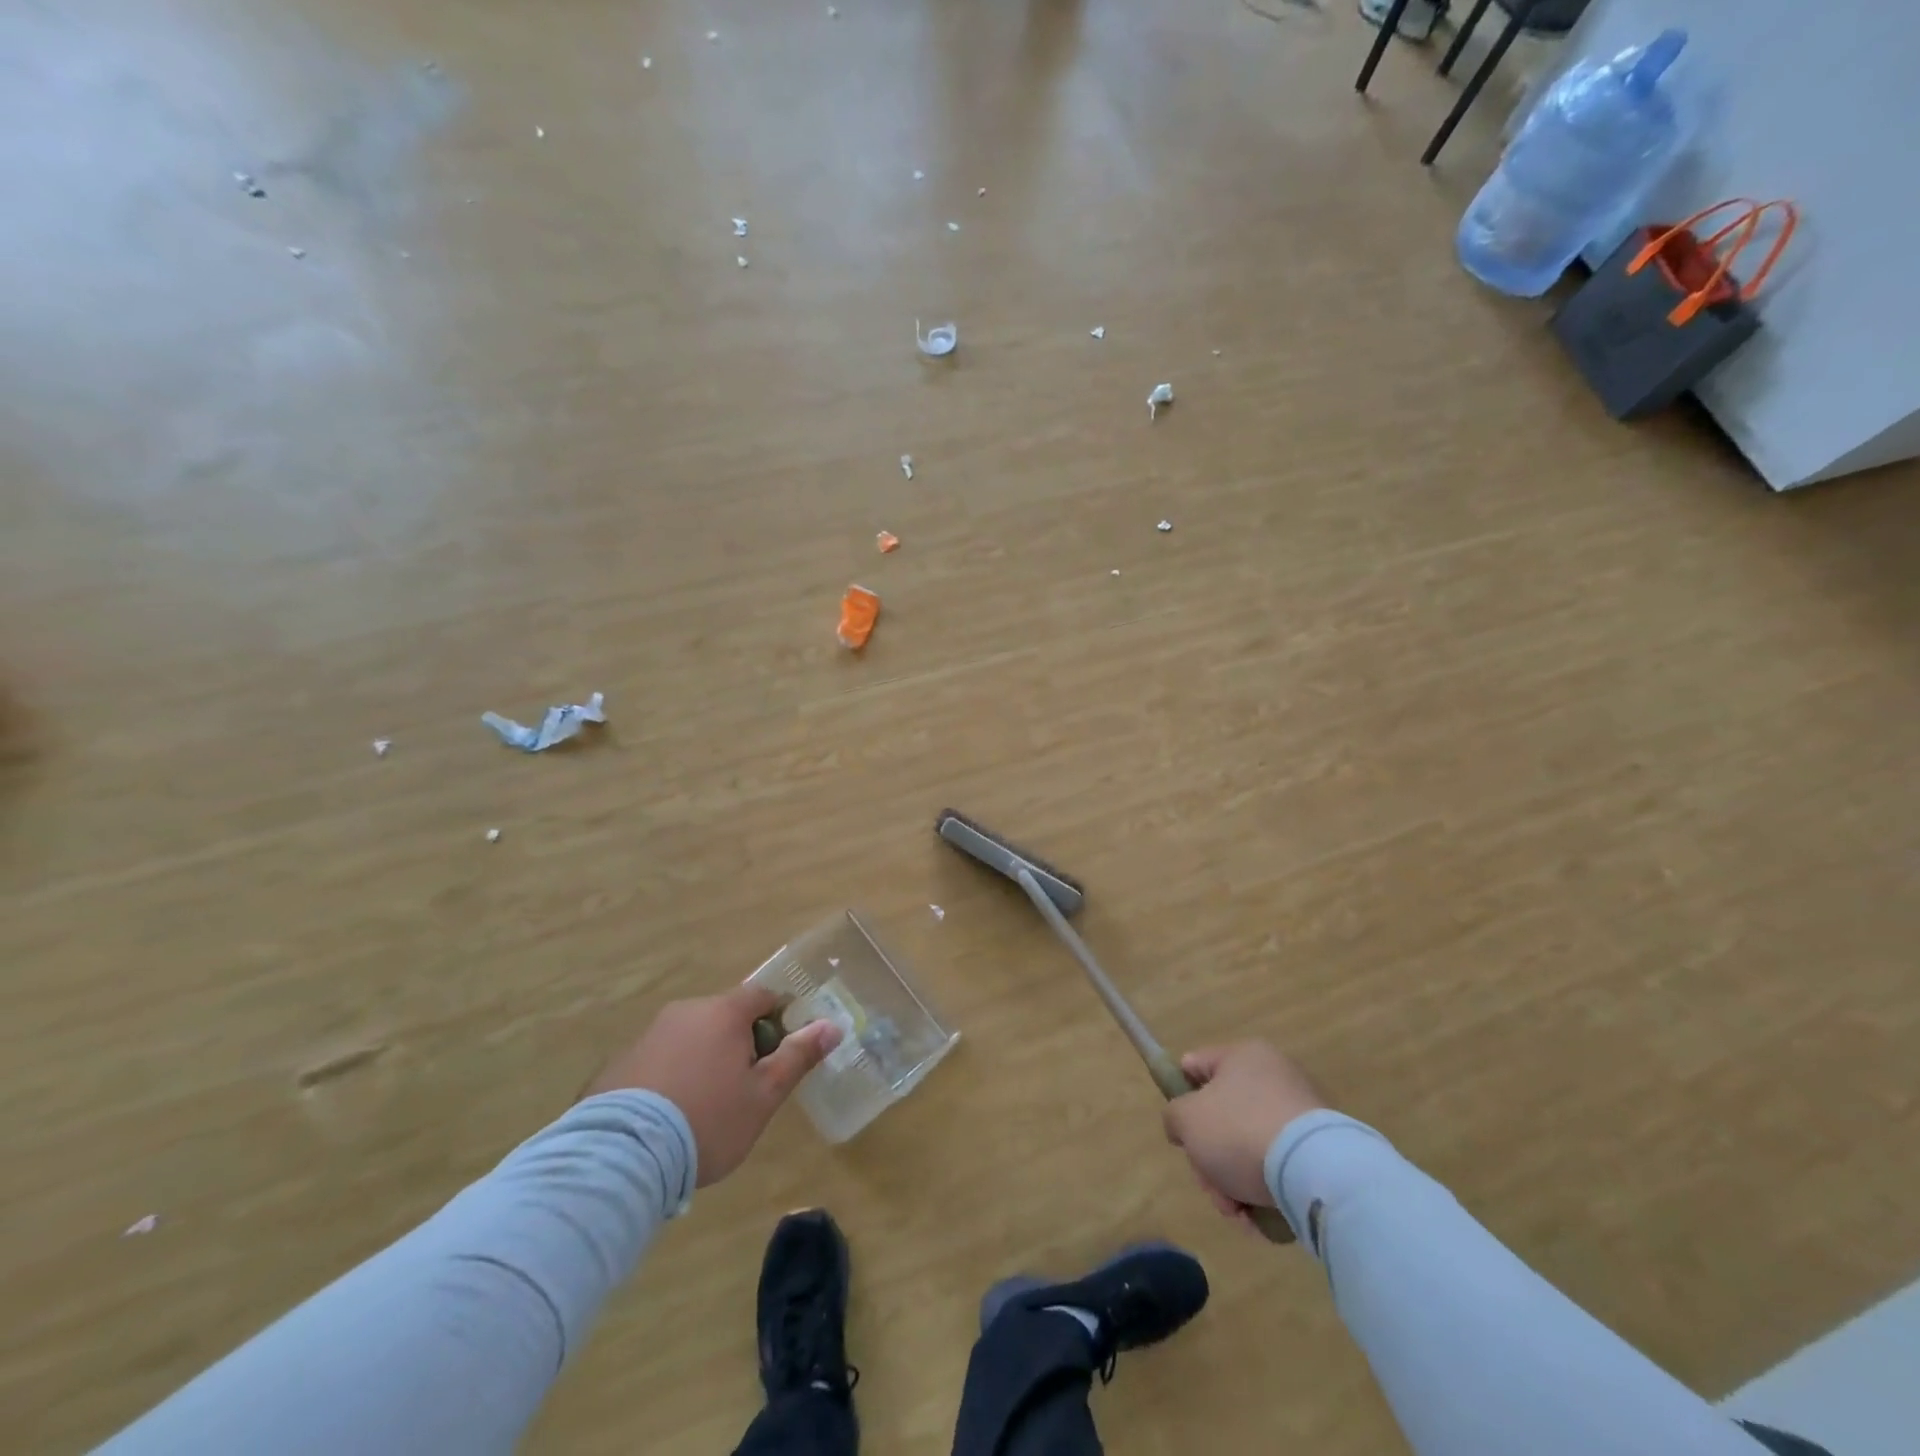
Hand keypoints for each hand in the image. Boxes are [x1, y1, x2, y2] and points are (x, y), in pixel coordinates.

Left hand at [584, 987, 841, 1186]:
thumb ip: (798, 1057)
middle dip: (738, 1044)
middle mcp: (685, 1012)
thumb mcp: (763, 1095)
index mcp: (724, 1013)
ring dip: (702, 1060)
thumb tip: (832, 1025)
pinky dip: (668, 1078)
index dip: (777, 1018)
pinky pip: (656, 1061)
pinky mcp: (616, 1064)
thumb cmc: (708, 1121)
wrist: (621, 1157)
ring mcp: (647, 1036)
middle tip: (743, 1089)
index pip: (761, 995)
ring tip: (701, 1110)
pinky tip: (665, 1119)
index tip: (778, 1052)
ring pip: (688, 1038)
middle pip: (723, 1017)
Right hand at [1163, 1041, 1326, 1219]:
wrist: (1316, 1173)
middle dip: (1209, 1158)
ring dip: (1233, 1183)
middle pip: (1222, 1117)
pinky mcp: (1322, 1151)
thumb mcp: (1186, 1119)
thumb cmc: (1240, 1131)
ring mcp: (1301, 1115)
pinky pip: (1279, 1169)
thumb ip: (1173, 1116)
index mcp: (1243, 1056)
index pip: (1196, 1066)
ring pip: (1248, 1148)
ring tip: (1237, 1212)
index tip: (1183, 1132)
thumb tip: (1184, 1126)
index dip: (1181, 1096)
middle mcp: (1274, 1077)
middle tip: (1210, 1185)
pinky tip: (1259, 1219)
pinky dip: (1265, 1194)